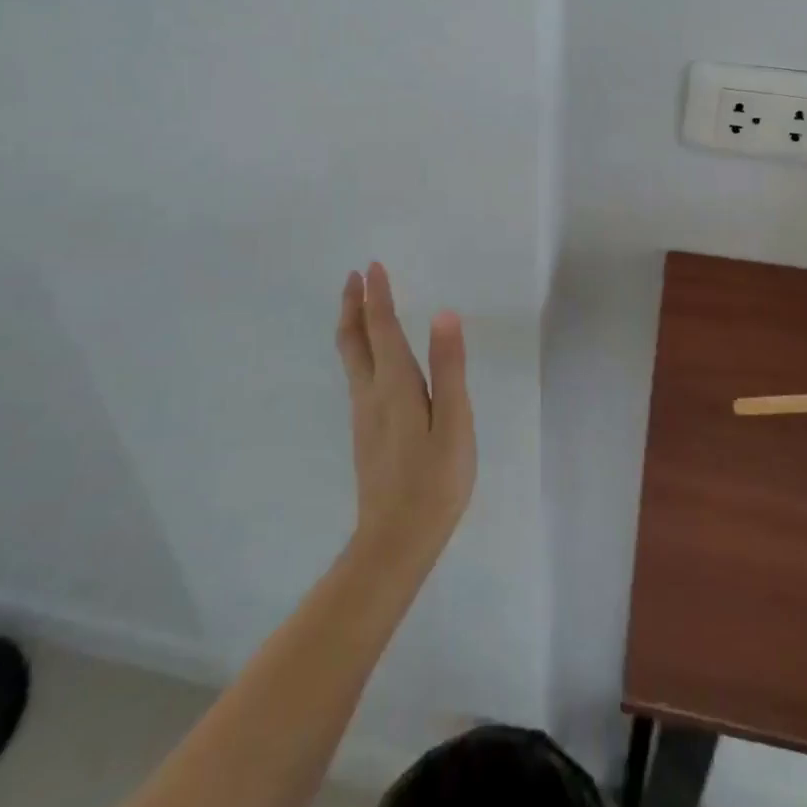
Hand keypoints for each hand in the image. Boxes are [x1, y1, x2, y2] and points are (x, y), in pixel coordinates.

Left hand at [334, 264, 476, 569]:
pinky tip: (371, 356)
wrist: (396, 540)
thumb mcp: (455, 423)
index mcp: (395, 385)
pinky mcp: (366, 431)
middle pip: (354, 340)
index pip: (382, 328)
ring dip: (353, 324)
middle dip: (352, 305)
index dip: (377, 296)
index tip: (372, 266)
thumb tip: (443, 314)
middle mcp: (371, 392)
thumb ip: (449, 368)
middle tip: (354, 277)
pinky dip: (360, 348)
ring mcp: (364, 414)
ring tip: (360, 306)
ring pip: (351, 357)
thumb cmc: (435, 480)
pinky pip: (357, 374)